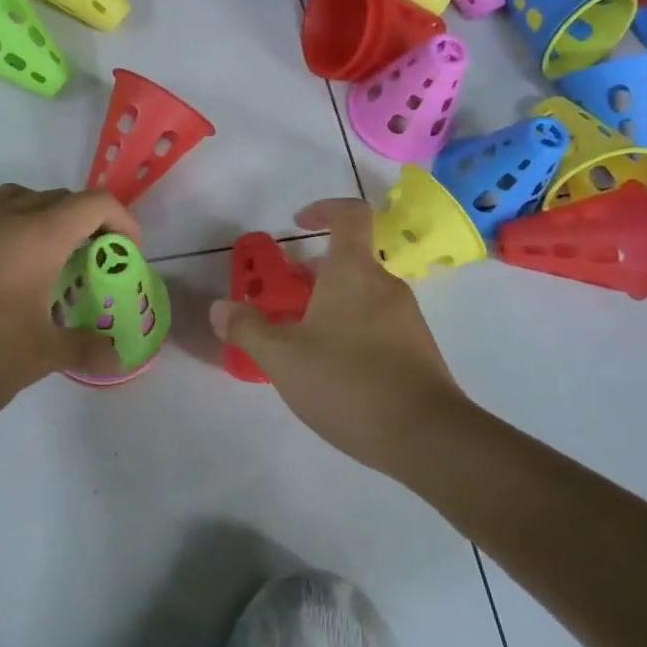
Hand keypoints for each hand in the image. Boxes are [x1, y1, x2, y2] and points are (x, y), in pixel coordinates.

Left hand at [0, 184, 140, 440]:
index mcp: (35, 236)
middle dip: (88, 223)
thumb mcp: (40, 357)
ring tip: (55, 264)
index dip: (122, 222)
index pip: (93, 204)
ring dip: (49, 220)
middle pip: (60, 198)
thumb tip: (121, 357)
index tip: (129, 253)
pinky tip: (13, 277)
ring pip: (22, 200)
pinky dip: (16, 230)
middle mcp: (2, 217)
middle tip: (96, 264)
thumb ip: (87, 347)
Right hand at [209, 199, 466, 465]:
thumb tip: (219, 307)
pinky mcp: (417, 350)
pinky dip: (349, 330)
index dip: (323, 209)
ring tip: (298, 341)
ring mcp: (406, 318)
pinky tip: (330, 370)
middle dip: (311, 274)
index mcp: (353, 272)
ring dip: (328, 305)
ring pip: (360, 296)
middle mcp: (384, 286)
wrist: (427, 438)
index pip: (349, 214)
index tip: (296, 225)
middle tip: (281, 300)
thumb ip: (246, 329)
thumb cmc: (347, 382)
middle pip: (348, 261)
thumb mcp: (282, 357)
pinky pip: (376, 324)